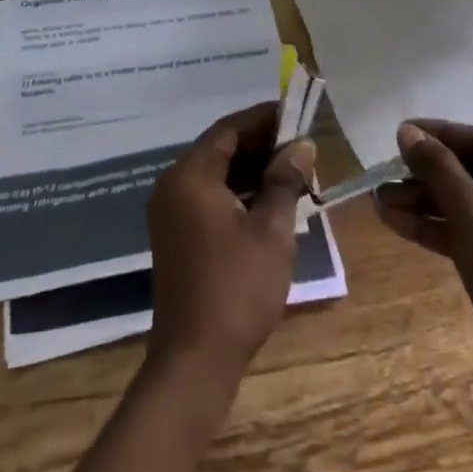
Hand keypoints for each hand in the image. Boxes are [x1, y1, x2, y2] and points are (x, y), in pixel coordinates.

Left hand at [146, 102, 314, 385]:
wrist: (195, 358)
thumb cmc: (237, 288)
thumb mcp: (271, 230)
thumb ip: (284, 181)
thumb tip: (301, 145)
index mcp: (191, 175)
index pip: (229, 129)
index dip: (264, 118)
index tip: (296, 113)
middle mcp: (174, 185)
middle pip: (220, 149)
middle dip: (261, 144)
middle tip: (301, 145)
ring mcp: (171, 211)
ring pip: (215, 174)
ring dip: (251, 169)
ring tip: (293, 171)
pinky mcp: (176, 234)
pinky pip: (209, 197)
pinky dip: (238, 192)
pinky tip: (269, 201)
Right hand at [375, 119, 472, 469]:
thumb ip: (438, 167)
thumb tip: (408, 131)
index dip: (441, 134)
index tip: (401, 133)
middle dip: (427, 173)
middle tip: (386, 172)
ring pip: (466, 204)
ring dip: (424, 201)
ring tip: (379, 200)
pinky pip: (467, 233)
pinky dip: (435, 227)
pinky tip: (394, 222)